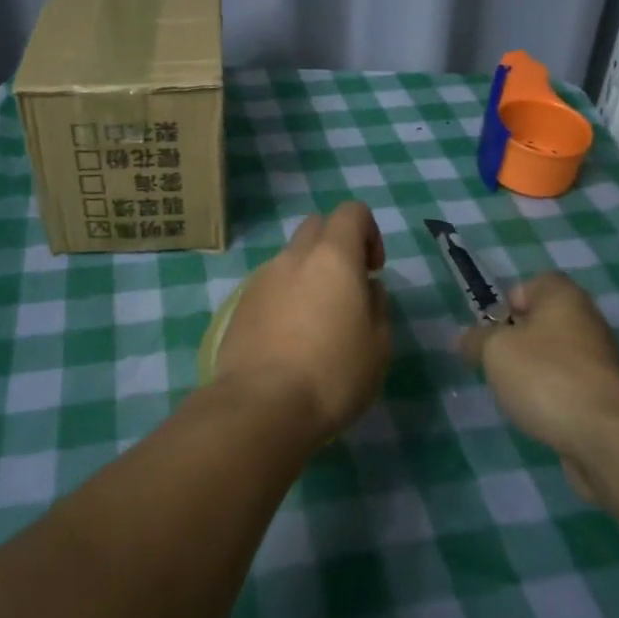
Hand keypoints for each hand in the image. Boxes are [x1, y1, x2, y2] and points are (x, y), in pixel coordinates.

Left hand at [216, 202, 392, 441]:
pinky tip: (290, 339)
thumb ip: (377, 306)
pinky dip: (285, 297)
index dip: (368, 232)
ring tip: (317, 322)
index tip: (373, 270)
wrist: (261, 405)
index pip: (351, 211)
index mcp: (332, 257)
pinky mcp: (240, 304)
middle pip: (316, 227)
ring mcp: (261, 278)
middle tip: (347, 289)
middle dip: (335, 246)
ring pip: (290, 258)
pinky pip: (270, 286)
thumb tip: (366, 288)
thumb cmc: (332, 374)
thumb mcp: (378, 346)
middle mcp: (294, 257)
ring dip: (308, 274)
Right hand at [458, 272, 618, 502]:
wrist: (607, 438)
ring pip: (553, 357)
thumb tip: (465, 338)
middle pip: (542, 322)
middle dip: (515, 342)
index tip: (491, 330)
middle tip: (495, 362)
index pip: (532, 284)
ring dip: (531, 372)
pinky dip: (550, 398)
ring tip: (513, 393)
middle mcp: (587, 322)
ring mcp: (600, 362)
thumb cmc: (546, 376)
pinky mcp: (605, 398)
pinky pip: (567, 387)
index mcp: (563, 297)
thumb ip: (476, 340)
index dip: (507, 303)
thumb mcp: (494, 350)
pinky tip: (538, 415)